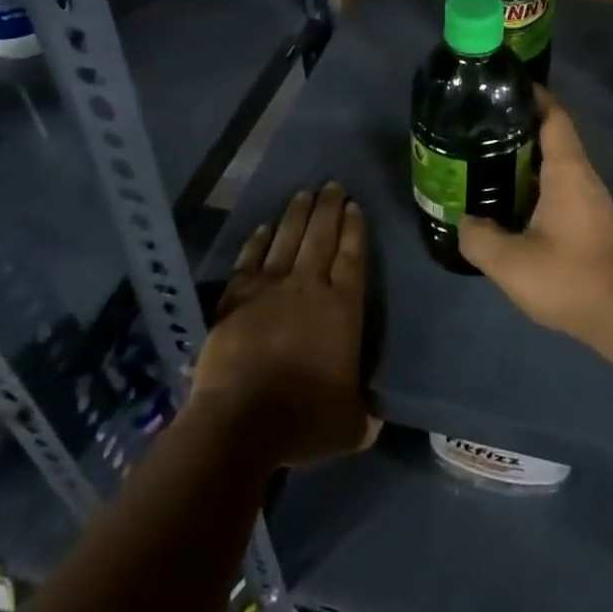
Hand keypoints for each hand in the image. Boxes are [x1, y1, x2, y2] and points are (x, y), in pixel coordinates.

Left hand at [191, 183, 372, 466]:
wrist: (239, 422)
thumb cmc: (302, 420)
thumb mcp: (350, 426)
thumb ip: (365, 416)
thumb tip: (376, 421)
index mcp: (342, 308)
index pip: (352, 255)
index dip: (354, 228)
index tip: (354, 205)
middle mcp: (309, 286)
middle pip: (321, 235)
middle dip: (329, 207)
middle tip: (332, 184)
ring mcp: (270, 288)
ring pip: (288, 238)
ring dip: (297, 214)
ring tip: (304, 194)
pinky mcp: (236, 298)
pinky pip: (250, 260)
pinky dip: (258, 240)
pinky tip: (264, 227)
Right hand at [459, 92, 612, 348]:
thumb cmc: (569, 278)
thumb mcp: (511, 263)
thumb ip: (479, 238)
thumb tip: (464, 222)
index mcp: (567, 171)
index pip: (554, 116)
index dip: (534, 95)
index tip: (504, 88)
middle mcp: (583, 176)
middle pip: (554, 135)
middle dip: (520, 125)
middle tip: (482, 126)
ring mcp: (591, 198)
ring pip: (557, 162)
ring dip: (527, 156)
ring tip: (489, 158)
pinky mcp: (592, 219)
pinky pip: (561, 184)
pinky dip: (537, 180)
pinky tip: (513, 199)